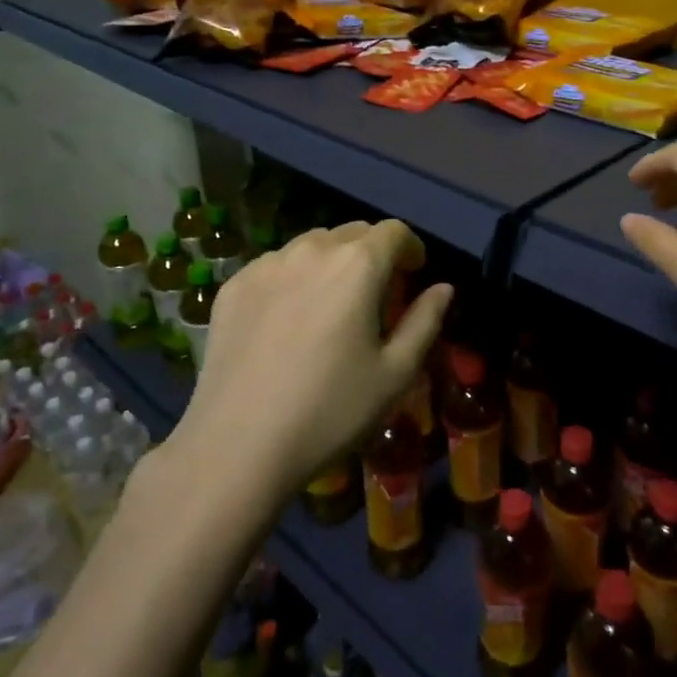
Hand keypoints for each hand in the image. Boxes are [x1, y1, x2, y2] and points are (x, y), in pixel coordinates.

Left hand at [171, 221, 451, 501]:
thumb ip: (425, 321)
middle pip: (352, 232)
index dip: (410, 248)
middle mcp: (311, 250)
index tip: (414, 275)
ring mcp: (266, 265)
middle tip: (376, 294)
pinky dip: (293, 277)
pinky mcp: (233, 286)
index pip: (394, 231)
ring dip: (332, 261)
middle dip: (373, 253)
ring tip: (331, 304)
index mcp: (358, 265)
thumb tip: (443, 288)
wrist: (238, 446)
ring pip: (311, 245)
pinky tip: (288, 320)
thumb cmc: (331, 411)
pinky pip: (275, 265)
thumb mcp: (395, 373)